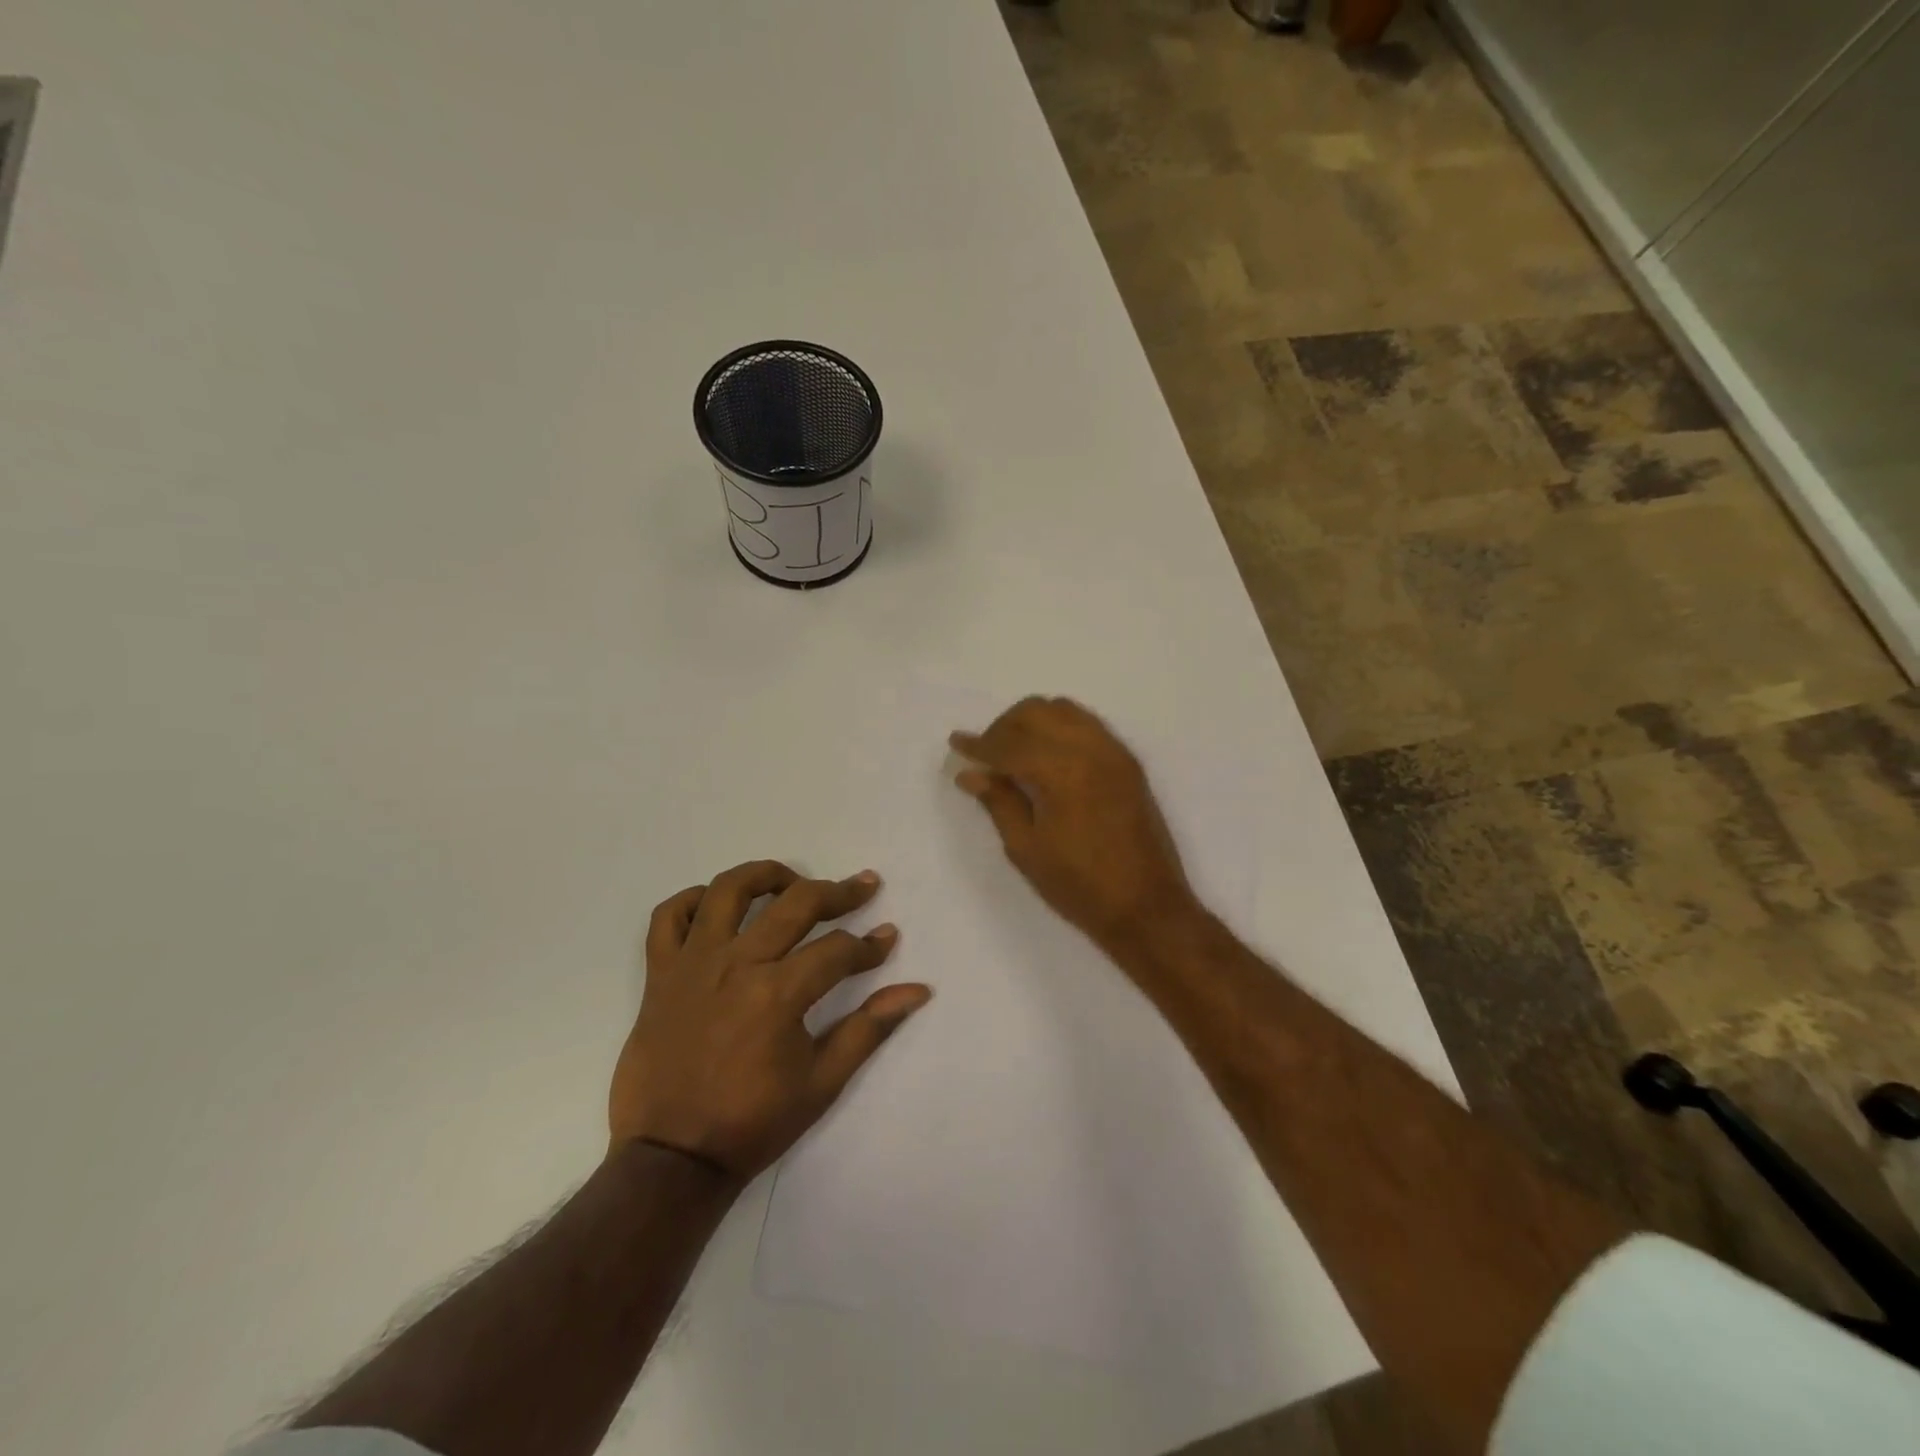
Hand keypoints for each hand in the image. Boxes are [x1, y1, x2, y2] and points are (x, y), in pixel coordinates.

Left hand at [609, 861, 931, 1179]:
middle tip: (864, 886)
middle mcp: (737, 964)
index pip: (838, 950)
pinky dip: (692, 900)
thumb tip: (917, 990)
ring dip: (766, 875)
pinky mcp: (660, 974)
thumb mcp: (822, 1082)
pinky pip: (668, 917)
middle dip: (839, 892)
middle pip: (796, 903)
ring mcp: (693, 963)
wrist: (670, 1159)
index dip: (870, 945)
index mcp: (778, 993)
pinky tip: (718, 906)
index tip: (887, 939)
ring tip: (792, 881)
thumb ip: (869, 1028)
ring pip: (729, 890)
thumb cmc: (752, 1123)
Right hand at [950, 696, 1201, 952]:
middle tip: (985, 755)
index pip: (1009, 744)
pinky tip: (1048, 754)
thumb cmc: (1079, 885)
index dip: (979, 745)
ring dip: (1033, 721)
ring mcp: (1113, 751)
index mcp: (1061, 771)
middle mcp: (1089, 749)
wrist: (1146, 906)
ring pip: (1064, 710)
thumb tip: (970, 774)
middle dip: (1004, 727)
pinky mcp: (1127, 762)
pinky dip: (1061, 727)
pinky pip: (1087, 724)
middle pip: (1036, 712)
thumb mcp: (1027, 849)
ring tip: (1015, 751)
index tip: (956, 743)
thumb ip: (999, 802)